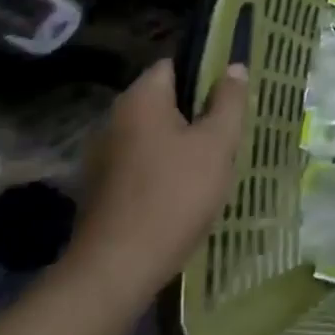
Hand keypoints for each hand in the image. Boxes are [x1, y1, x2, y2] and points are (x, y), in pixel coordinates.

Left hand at [64, 58, 249, 311]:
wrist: (117, 269)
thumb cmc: (174, 195)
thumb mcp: (217, 144)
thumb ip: (229, 102)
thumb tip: (234, 67)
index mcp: (141, 99)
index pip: (174, 65)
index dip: (206, 73)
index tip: (232, 95)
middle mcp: (115, 118)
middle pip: (164, 101)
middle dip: (197, 112)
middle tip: (229, 132)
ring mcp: (103, 155)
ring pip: (153, 134)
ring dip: (181, 143)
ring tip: (213, 163)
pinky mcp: (101, 188)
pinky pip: (141, 163)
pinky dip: (163, 168)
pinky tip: (185, 191)